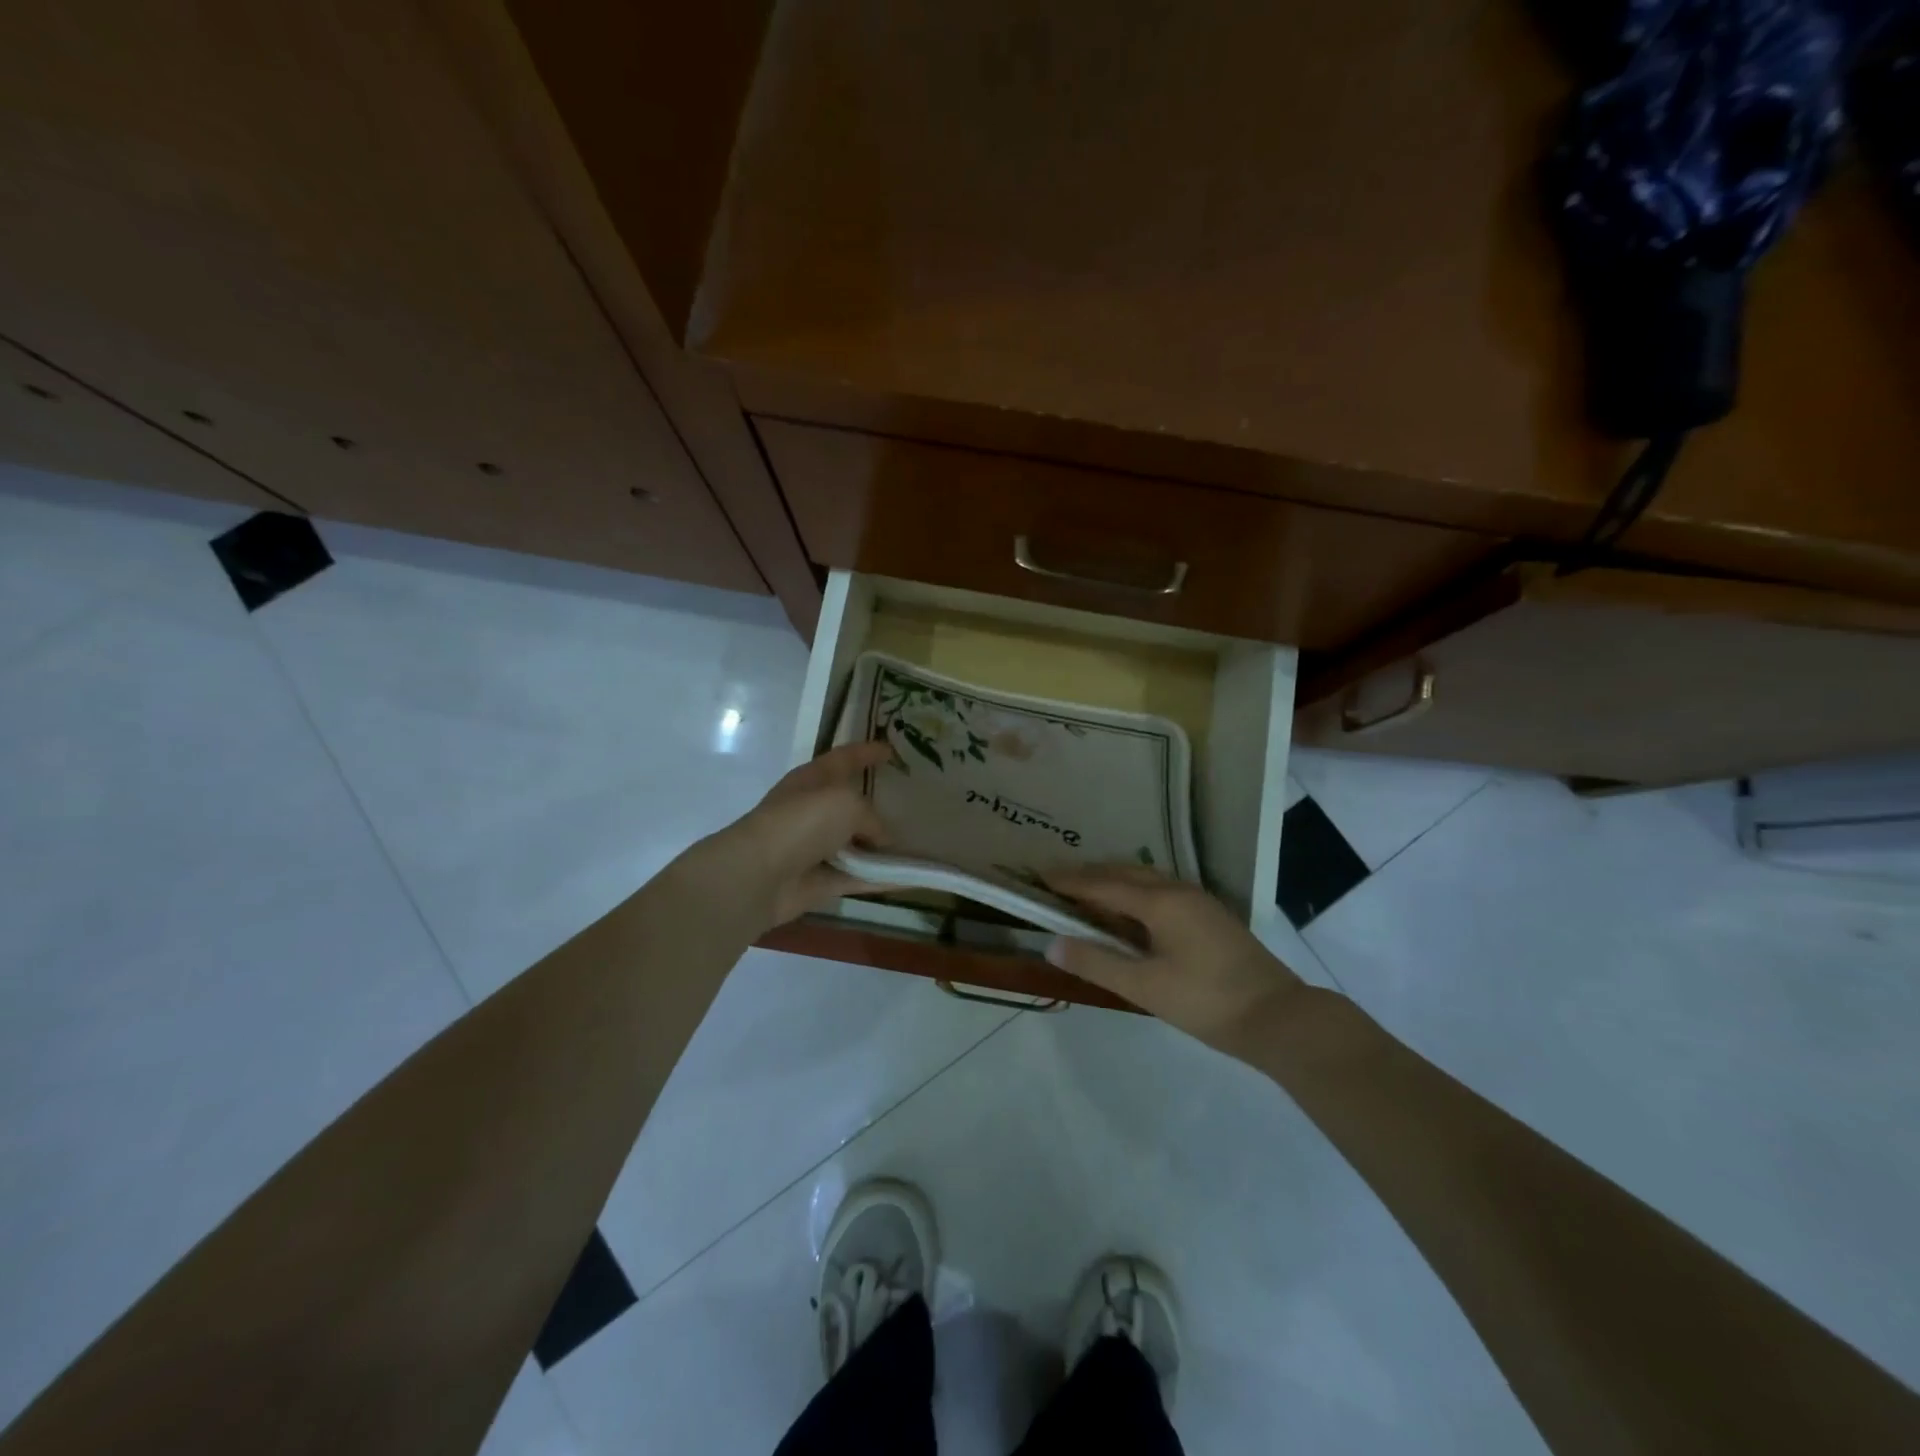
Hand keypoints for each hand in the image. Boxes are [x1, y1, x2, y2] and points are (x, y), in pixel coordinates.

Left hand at [688, 741, 892, 934]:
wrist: (759, 876)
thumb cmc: (802, 823)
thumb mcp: (848, 804)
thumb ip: (872, 818)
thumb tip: (881, 839)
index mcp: (813, 779)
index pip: (844, 758)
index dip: (867, 752)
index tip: (891, 751)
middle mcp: (813, 810)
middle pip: (850, 802)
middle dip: (876, 803)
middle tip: (909, 802)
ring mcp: (815, 848)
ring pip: (856, 843)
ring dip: (882, 846)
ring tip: (918, 843)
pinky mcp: (820, 881)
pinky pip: (860, 877)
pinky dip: (883, 878)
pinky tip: (912, 878)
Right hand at [1045, 866, 1307, 1051]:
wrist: (1280, 1017)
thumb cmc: (1206, 1002)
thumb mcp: (1145, 987)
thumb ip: (1097, 963)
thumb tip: (1052, 944)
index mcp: (1160, 902)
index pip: (1103, 884)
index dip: (1070, 881)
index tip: (1040, 876)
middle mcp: (1178, 891)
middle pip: (1125, 873)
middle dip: (1090, 875)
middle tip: (1057, 882)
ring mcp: (1199, 901)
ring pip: (1146, 880)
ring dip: (1114, 881)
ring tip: (1087, 893)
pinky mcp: (1210, 916)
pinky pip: (1161, 891)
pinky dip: (1135, 893)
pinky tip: (1130, 912)